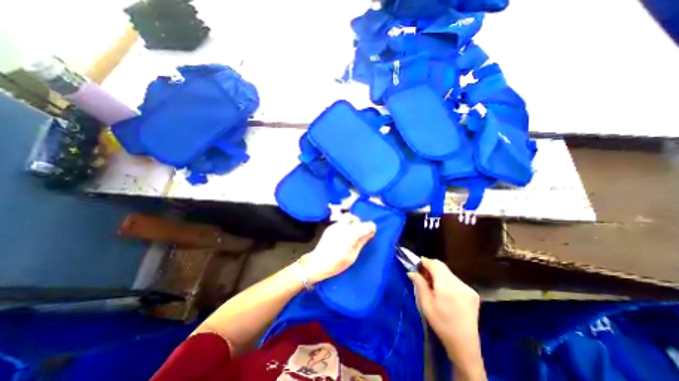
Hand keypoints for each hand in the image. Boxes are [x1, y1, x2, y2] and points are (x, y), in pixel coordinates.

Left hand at [301, 213, 376, 283]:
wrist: (316, 263)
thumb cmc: (336, 263)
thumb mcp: (353, 255)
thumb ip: (361, 241)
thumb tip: (370, 232)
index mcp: (350, 235)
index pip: (367, 225)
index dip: (371, 228)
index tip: (371, 233)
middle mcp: (343, 226)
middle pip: (357, 219)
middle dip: (361, 225)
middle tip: (362, 235)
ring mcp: (335, 225)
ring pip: (349, 219)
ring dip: (353, 225)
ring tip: (353, 235)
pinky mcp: (330, 227)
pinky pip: (342, 222)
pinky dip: (346, 226)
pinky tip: (344, 236)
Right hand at [410, 258, 484, 379]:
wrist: (465, 345)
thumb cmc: (441, 324)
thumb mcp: (426, 305)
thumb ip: (419, 284)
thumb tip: (411, 271)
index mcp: (447, 287)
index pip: (435, 264)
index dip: (425, 262)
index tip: (417, 265)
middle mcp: (459, 284)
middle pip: (443, 267)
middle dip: (431, 267)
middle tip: (423, 276)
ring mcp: (468, 288)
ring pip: (449, 273)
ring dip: (439, 274)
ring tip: (433, 285)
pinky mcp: (473, 293)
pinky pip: (456, 280)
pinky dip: (447, 281)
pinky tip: (444, 292)